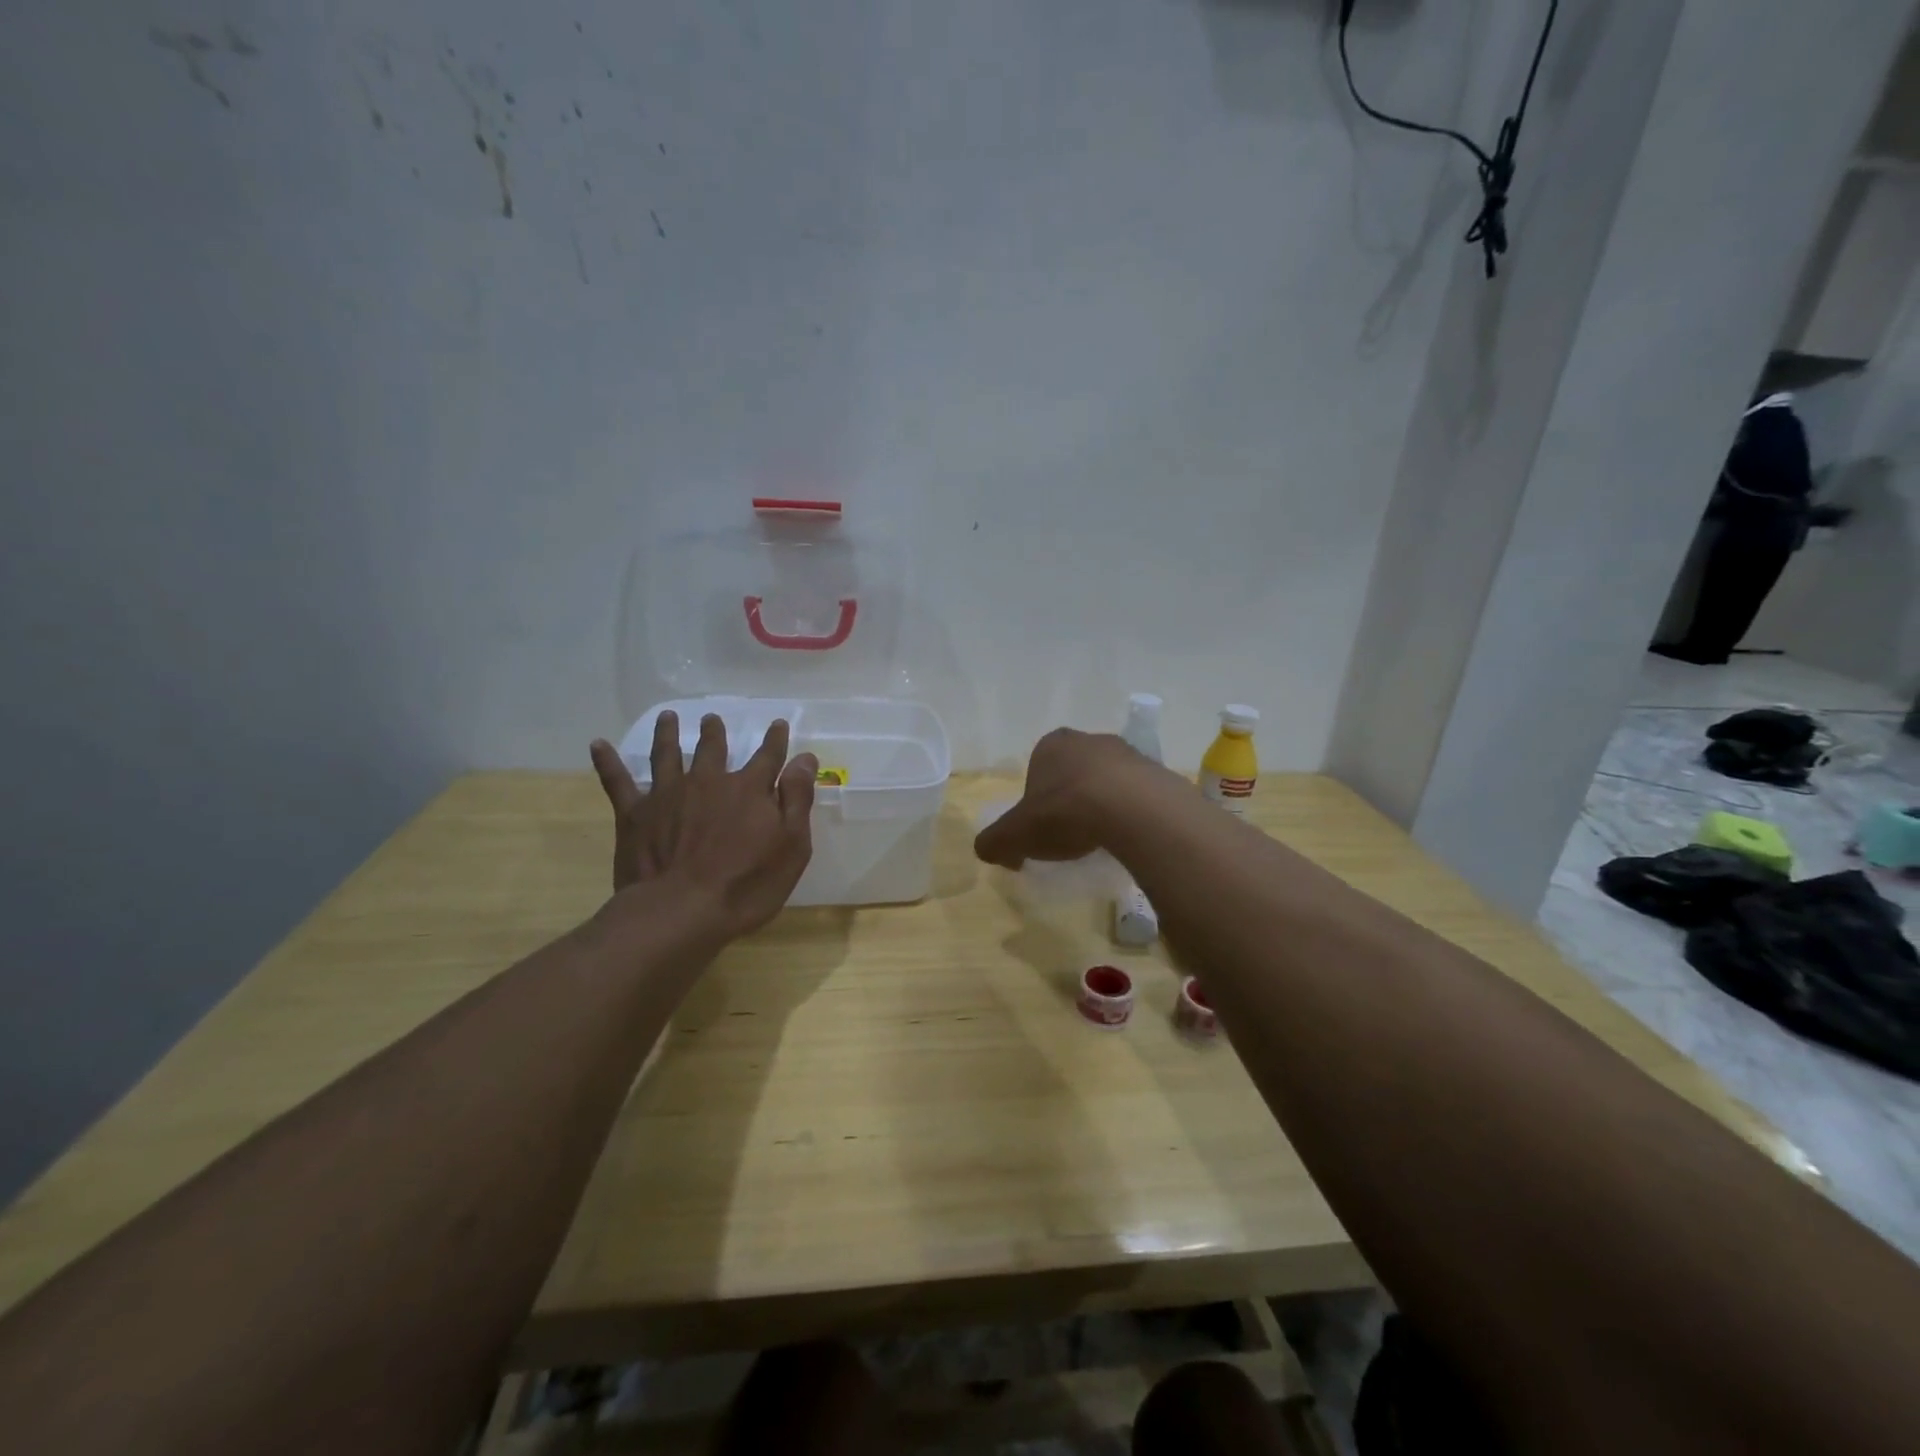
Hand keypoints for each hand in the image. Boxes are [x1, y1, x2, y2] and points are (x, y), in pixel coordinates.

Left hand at [589, 714, 817, 937]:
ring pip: (667, 754)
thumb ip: (797, 799)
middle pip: (712, 749)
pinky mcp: (635, 814)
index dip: (774, 740)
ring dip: (667, 734)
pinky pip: (617, 782)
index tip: (777, 724)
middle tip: (711, 718)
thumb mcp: (791, 846)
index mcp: (749, 790)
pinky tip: (598, 745)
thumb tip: (805, 757)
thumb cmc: (747, 884)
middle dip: (714, 732)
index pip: (768, 757)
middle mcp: (708, 782)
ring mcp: (668, 795)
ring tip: (667, 718)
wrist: (682, 911)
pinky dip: (607, 762)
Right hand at [974, 727, 1150, 867]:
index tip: (1041, 828)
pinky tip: (1128, 835)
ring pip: (1107, 780)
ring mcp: (1127, 752)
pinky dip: (1130, 812)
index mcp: (1051, 745)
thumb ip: (995, 842)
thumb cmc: (1064, 812)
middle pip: (1073, 772)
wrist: (1131, 809)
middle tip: (1070, 833)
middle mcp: (1088, 740)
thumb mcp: (1016, 834)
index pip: (1037, 769)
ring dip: (1103, 803)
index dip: (1036, 799)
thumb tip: (988, 850)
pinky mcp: (1157, 772)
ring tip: (1102, 838)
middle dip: (1070, 798)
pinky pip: (1137, 794)